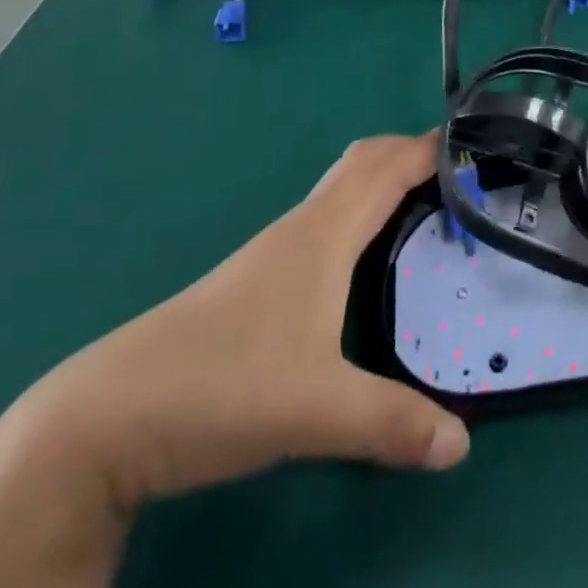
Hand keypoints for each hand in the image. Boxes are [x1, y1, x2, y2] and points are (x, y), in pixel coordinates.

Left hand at [27, 133, 468, 507]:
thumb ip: (391, 423)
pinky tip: (367, 253)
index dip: (431, 147)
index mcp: (324, 233)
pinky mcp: (260, 276)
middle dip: (411, 152)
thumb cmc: (222, 385)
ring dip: (384, 178)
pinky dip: (361, 208)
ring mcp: (276, 250)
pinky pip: (327, 216)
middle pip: (364, 161)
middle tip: (459, 174)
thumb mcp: (315, 410)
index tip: (477, 145)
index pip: (388, 166)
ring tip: (427, 206)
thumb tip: (461, 443)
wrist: (110, 415)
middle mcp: (303, 226)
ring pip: (341, 187)